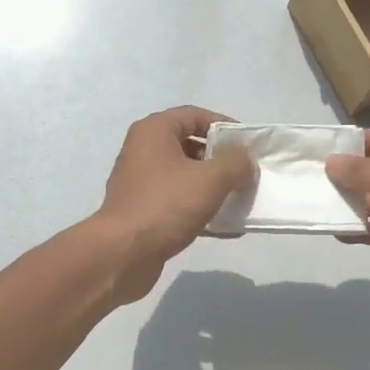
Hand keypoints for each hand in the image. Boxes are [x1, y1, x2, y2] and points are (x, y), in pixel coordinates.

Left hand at [93, 106, 254, 303]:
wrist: (123, 254)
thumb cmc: (166, 204)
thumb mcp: (211, 179)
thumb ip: (235, 163)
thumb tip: (245, 160)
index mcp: (154, 131)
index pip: (195, 115)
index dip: (224, 126)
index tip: (247, 145)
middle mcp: (143, 150)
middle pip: (190, 144)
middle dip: (220, 159)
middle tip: (244, 174)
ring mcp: (140, 181)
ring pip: (184, 175)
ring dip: (211, 185)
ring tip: (237, 199)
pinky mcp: (142, 209)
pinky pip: (177, 200)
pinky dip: (198, 207)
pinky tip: (222, 226)